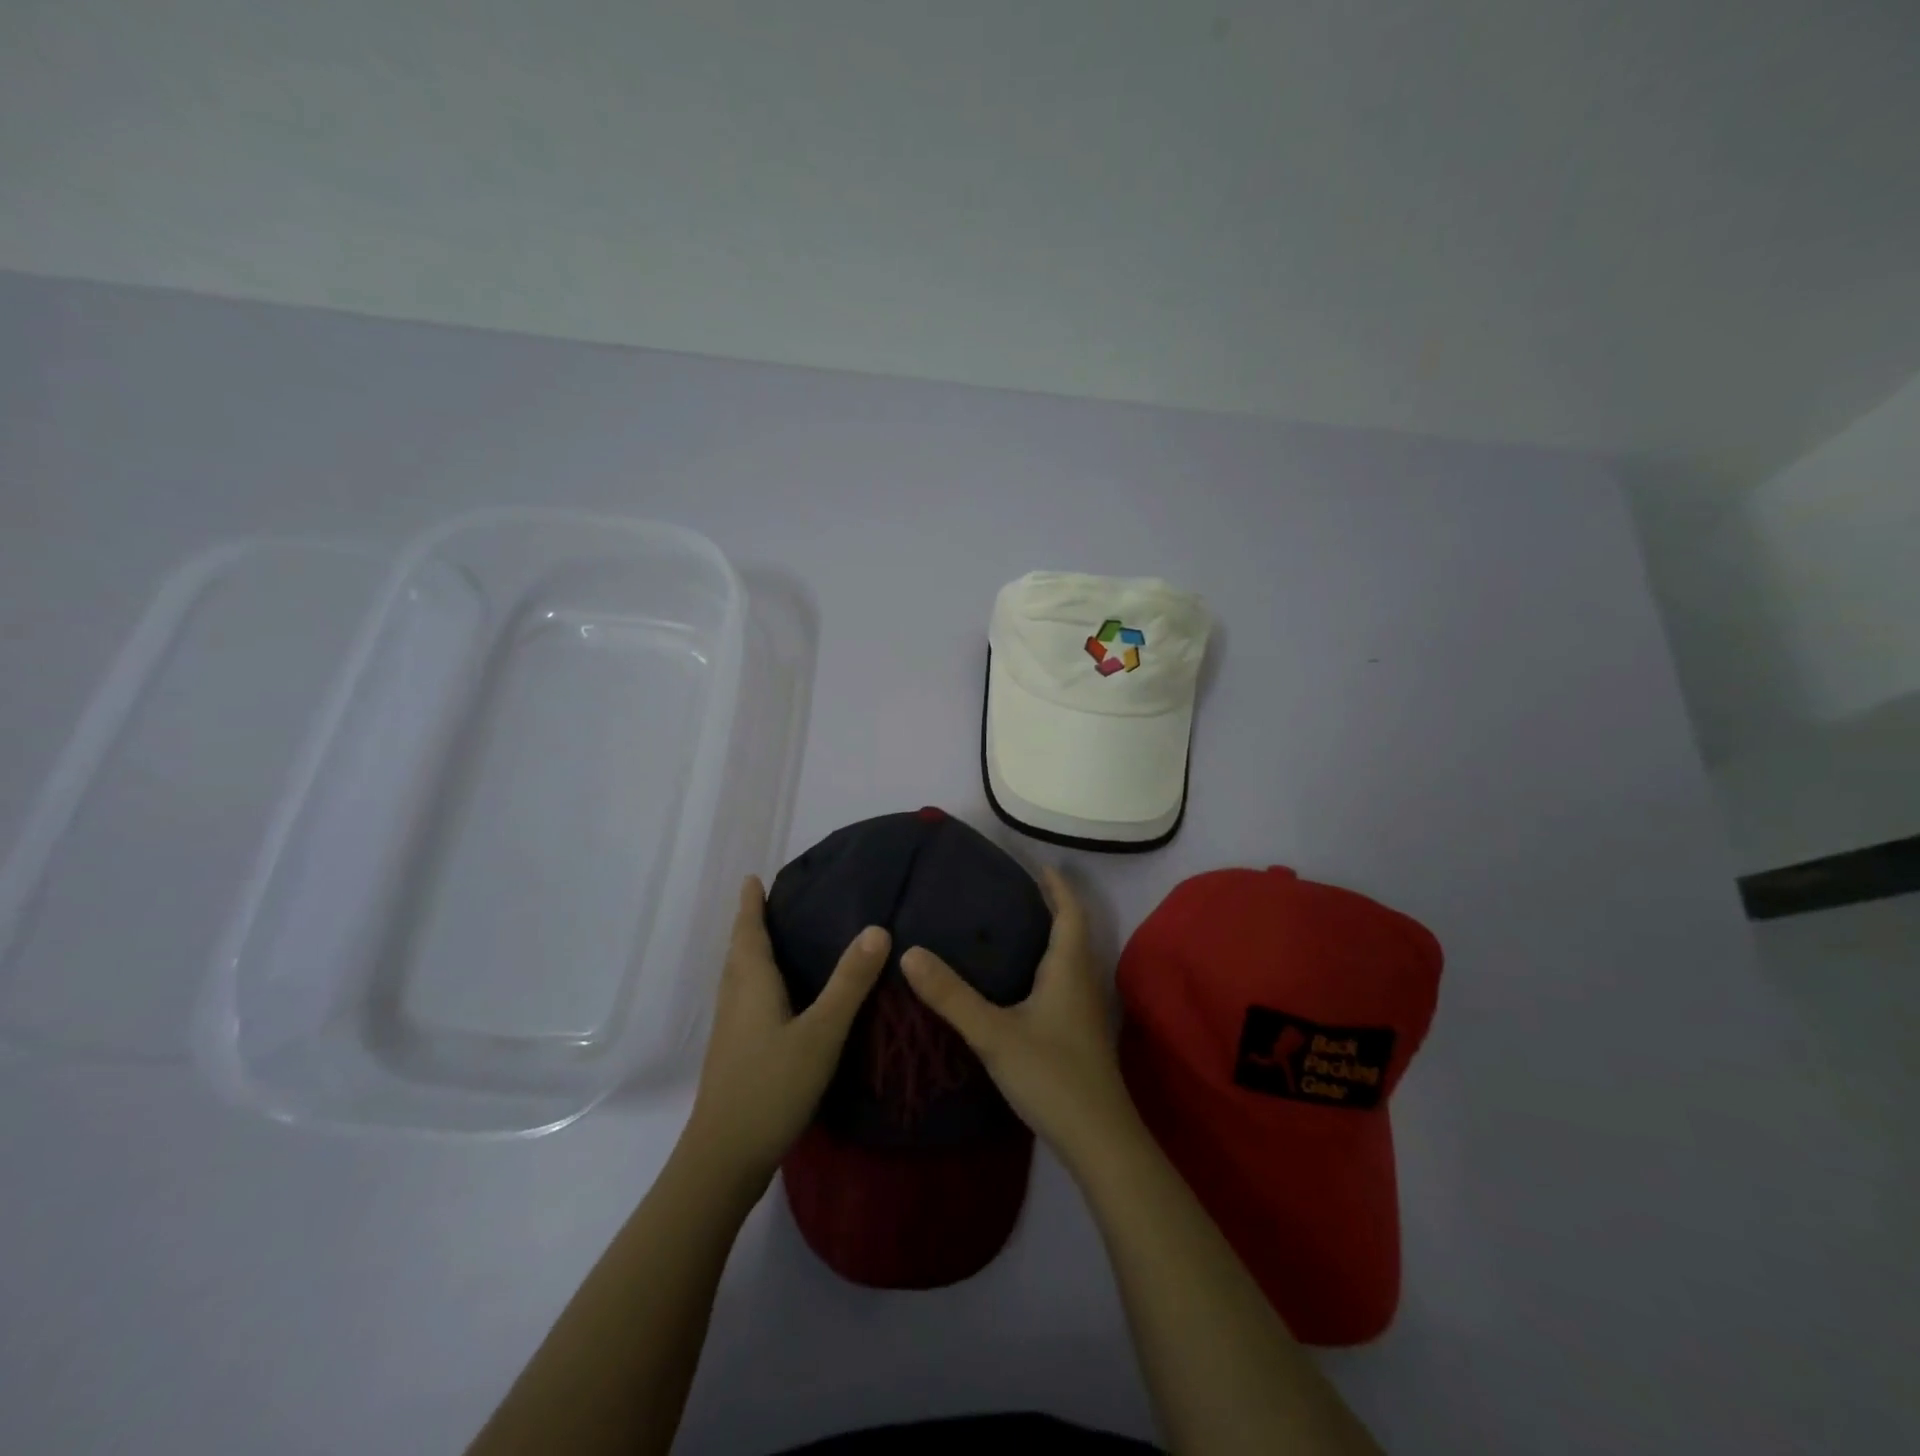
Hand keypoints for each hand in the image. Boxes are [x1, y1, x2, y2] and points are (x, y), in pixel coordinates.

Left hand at [684, 877, 890, 1192]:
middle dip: (749, 925)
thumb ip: (849, 982)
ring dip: (749, 953)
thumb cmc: (772, 1085)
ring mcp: (730, 1030)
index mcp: (751, 984)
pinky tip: (777, 999)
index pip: (748, 932)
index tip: (752, 879)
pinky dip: (756, 982)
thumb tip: (876, 928)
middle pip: (738, 952)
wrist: (725, 1157)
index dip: (750, 905)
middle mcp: (735, 999)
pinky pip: (744, 1000)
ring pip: (738, 978)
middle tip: (769, 903)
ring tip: (773, 941)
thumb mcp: (821, 1032)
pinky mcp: (734, 1054)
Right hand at [900, 867, 1138, 1169]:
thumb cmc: (1051, 1075)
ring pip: (1070, 959)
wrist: (1098, 1139)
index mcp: (1069, 968)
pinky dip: (1047, 966)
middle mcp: (1083, 981)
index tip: (1038, 864)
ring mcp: (1085, 1010)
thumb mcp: (994, 1033)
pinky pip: (1065, 982)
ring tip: (1013, 928)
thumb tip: (909, 952)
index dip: (1058, 886)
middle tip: (1014, 891)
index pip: (1070, 912)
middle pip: (1072, 931)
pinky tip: (1021, 983)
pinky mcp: (1081, 1033)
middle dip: (1051, 907)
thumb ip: (951, 995)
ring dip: (1050, 937)